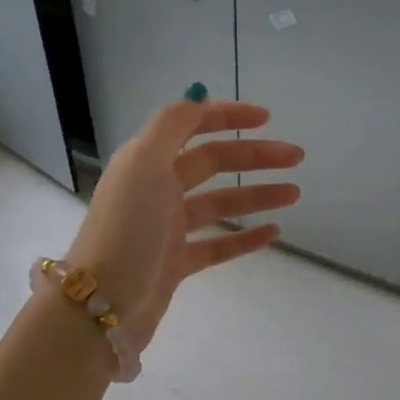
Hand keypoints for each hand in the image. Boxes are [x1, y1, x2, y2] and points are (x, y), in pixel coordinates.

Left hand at [65, 98, 303, 348]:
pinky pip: (218, 244)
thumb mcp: (144, 164)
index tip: (267, 119)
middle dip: (254, 157)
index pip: (192, 126)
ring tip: (294, 193)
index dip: (228, 117)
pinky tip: (274, 233)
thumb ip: (172, 125)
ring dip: (256, 194)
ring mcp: (167, 228)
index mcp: (147, 160)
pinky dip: (245, 237)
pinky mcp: (176, 263)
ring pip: (220, 203)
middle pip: (213, 163)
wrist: (103, 304)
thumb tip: (198, 94)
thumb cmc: (126, 229)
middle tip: (296, 158)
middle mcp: (156, 189)